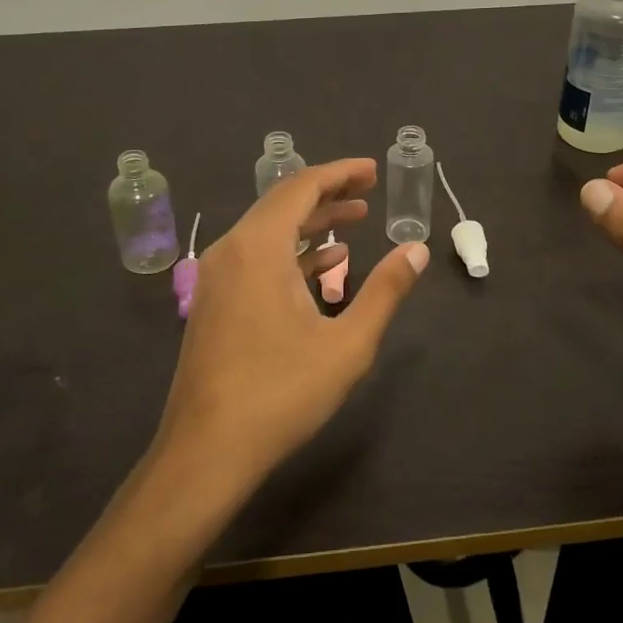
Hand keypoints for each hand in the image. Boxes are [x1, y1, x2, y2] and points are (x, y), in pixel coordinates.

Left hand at [148, 158, 428, 502]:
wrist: (206, 452)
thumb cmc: (280, 394)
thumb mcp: (346, 344)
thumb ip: (384, 291)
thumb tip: (415, 250)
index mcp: (258, 247)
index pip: (301, 187)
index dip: (340, 173)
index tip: (373, 170)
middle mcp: (231, 250)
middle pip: (282, 203)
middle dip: (328, 194)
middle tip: (369, 191)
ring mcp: (217, 277)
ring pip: (268, 232)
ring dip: (311, 224)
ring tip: (355, 222)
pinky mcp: (215, 302)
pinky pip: (256, 258)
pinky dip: (291, 253)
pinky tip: (324, 267)